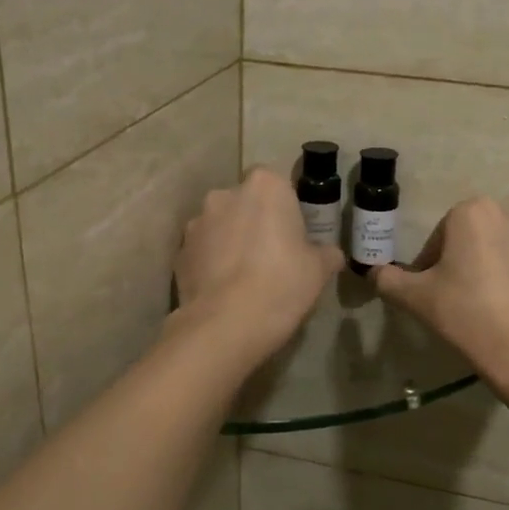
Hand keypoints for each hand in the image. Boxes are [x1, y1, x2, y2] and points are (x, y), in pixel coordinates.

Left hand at [174, 168, 345, 362]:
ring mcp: (197, 222)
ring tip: (244, 277)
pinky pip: (203, 251)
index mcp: (265, 186)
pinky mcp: (179, 251)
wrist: (226, 324)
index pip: (279, 184)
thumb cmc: (282, 284)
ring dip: (231, 241)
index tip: (294, 235)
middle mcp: (226, 194)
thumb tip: (329, 253)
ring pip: (221, 226)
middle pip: (246, 203)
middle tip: (272, 255)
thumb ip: (326, 253)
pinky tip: (224, 290)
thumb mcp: (319, 270)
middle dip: (255, 221)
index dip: (287, 209)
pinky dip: (212, 263)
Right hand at [372, 198, 508, 397]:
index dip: (430, 268)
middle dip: (466, 266)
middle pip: (476, 242)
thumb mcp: (416, 299)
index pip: (440, 238)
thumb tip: (375, 273)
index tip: (431, 295)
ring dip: (496, 276)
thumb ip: (390, 280)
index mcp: (473, 213)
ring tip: (490, 315)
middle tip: (459, 304)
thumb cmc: (467, 315)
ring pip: (508, 256)